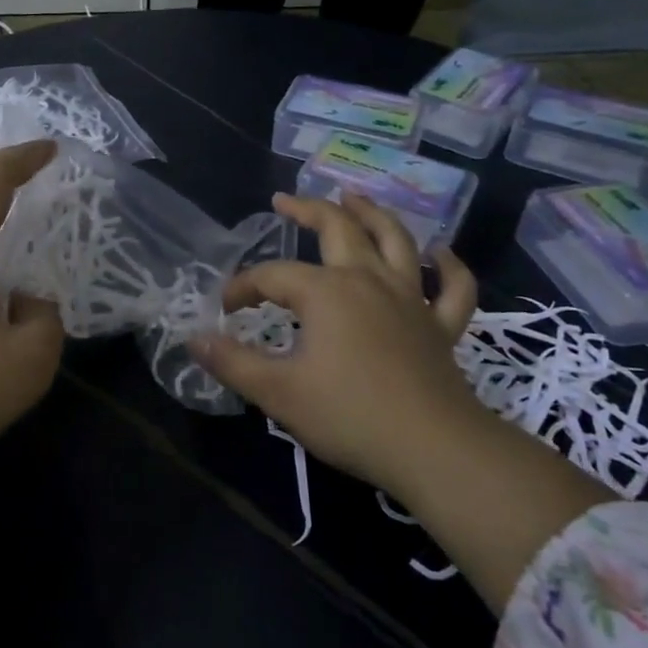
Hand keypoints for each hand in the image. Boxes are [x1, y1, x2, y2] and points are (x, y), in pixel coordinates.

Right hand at [189, 192, 481, 487]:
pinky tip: (441, 253)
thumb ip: (233, 362)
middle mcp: (368, 281)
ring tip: (354, 197)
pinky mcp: (441, 327)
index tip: (225, 309)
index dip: (243, 287)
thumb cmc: (349, 416)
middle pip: (338, 229)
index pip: (271, 276)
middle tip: (285, 200)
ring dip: (373, 215)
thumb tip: (194, 339)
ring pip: (395, 241)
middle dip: (308, 209)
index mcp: (325, 292)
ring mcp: (410, 300)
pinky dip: (449, 266)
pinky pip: (453, 288)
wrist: (434, 450)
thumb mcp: (277, 392)